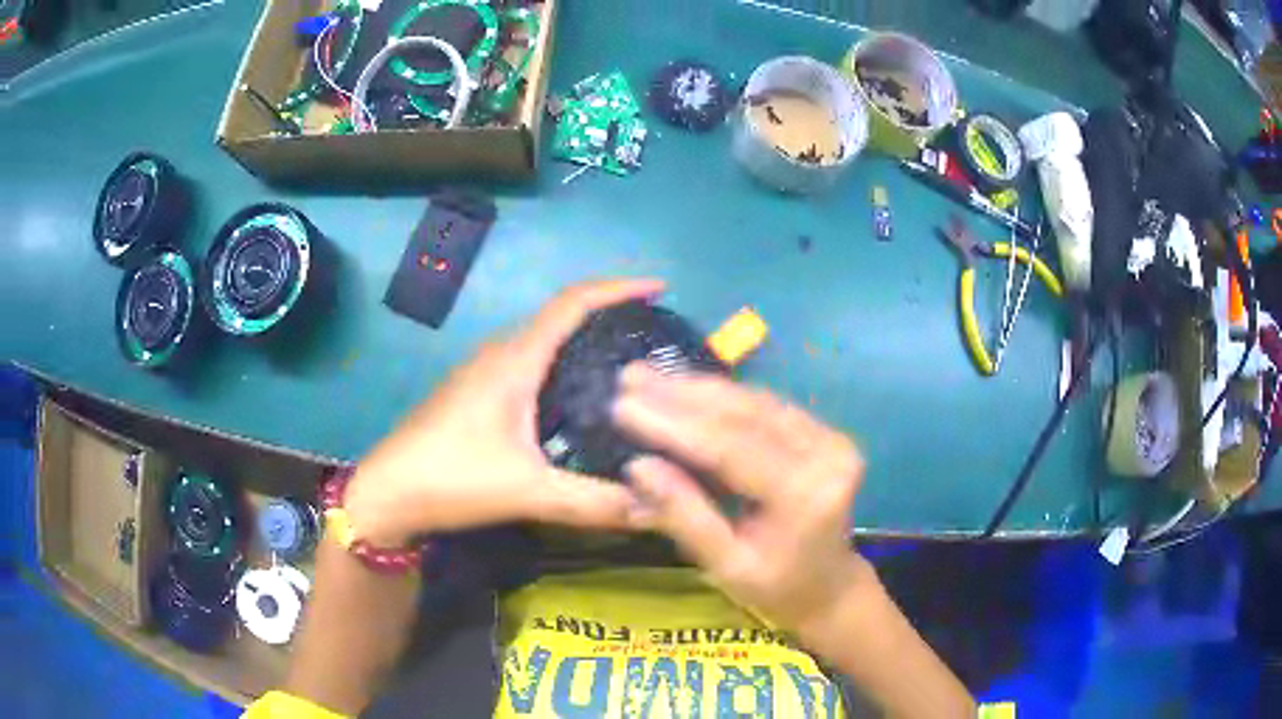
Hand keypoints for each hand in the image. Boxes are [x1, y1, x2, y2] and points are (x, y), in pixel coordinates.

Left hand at [344, 279, 664, 544]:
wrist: (387, 492)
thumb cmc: (452, 479)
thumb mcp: (529, 492)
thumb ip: (594, 502)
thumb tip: (656, 508)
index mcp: (515, 361)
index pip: (572, 303)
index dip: (617, 288)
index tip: (659, 288)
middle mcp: (499, 355)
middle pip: (560, 318)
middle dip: (608, 316)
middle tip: (652, 339)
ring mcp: (482, 373)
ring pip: (542, 344)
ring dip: (582, 343)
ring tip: (625, 369)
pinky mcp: (473, 394)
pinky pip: (528, 366)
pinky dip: (561, 368)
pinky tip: (576, 402)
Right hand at [614, 363, 872, 637]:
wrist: (830, 586)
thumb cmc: (776, 587)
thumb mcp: (725, 566)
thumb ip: (685, 516)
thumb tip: (637, 466)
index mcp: (804, 496)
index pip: (731, 449)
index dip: (674, 426)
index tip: (623, 407)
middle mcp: (826, 456)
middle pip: (744, 415)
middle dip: (680, 396)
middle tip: (630, 379)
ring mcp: (830, 438)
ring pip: (753, 402)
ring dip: (697, 388)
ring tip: (648, 376)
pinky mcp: (823, 431)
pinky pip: (765, 406)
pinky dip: (722, 396)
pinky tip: (685, 386)